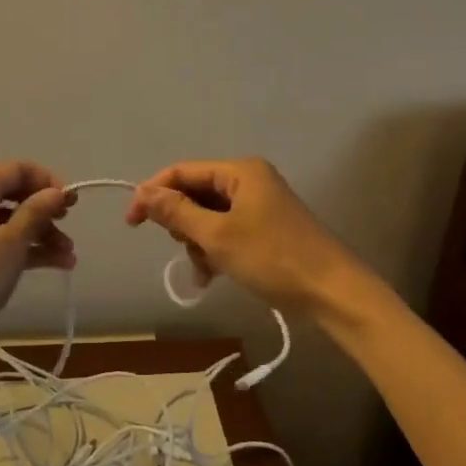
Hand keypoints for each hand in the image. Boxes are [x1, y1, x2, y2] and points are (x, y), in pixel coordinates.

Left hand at [0, 161, 74, 347]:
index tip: (72, 203)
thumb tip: (56, 191)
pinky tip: (53, 266)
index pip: (17, 170)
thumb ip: (36, 213)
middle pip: (13, 195)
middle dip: (45, 211)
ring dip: (39, 235)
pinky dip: (22, 250)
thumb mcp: (10, 244)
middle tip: (69, 227)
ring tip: (69, 258)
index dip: (48, 181)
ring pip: (7, 222)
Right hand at [125, 158, 358, 316]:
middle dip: (183, 223)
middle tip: (186, 249)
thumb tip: (142, 192)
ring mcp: (259, 205)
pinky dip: (215, 250)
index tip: (131, 222)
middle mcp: (249, 180)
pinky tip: (212, 275)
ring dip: (198, 242)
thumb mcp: (218, 236)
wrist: (333, 293)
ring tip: (205, 270)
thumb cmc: (273, 258)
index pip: (183, 171)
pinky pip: (226, 231)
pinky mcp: (265, 228)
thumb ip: (177, 212)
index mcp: (240, 171)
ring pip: (208, 216)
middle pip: (196, 193)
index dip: (154, 193)